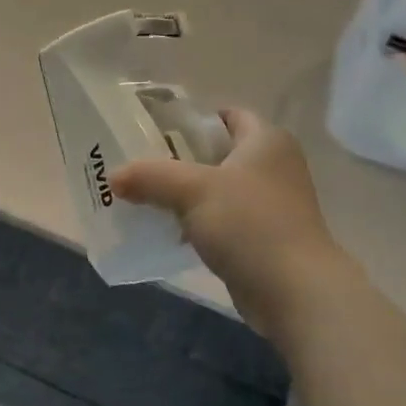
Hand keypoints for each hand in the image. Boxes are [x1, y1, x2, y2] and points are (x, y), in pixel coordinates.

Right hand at [112, 109, 346, 339]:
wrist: (292, 290)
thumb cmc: (248, 224)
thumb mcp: (192, 190)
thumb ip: (150, 177)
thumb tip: (113, 178)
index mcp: (267, 141)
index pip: (228, 116)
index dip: (193, 121)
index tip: (156, 133)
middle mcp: (275, 166)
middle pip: (219, 153)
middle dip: (181, 160)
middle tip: (142, 167)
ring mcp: (273, 204)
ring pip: (220, 190)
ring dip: (188, 195)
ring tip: (147, 199)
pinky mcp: (266, 237)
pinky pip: (225, 220)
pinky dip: (200, 223)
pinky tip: (171, 232)